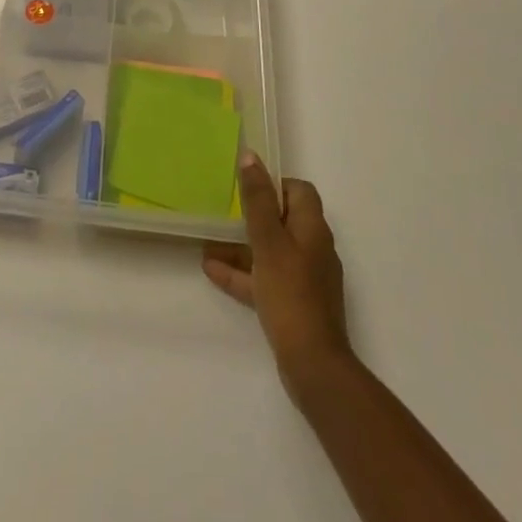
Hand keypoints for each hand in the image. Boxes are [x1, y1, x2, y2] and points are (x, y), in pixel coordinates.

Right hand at [204, 154, 350, 387]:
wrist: (313, 365)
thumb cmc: (290, 293)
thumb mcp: (268, 241)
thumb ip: (257, 199)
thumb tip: (251, 157)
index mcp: (313, 229)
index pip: (300, 191)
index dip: (275, 185)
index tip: (248, 188)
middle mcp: (313, 249)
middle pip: (283, 221)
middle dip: (252, 216)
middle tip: (224, 213)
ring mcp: (306, 279)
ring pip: (271, 251)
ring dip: (242, 246)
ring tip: (208, 243)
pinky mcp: (295, 305)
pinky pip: (266, 279)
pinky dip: (243, 273)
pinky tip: (212, 271)